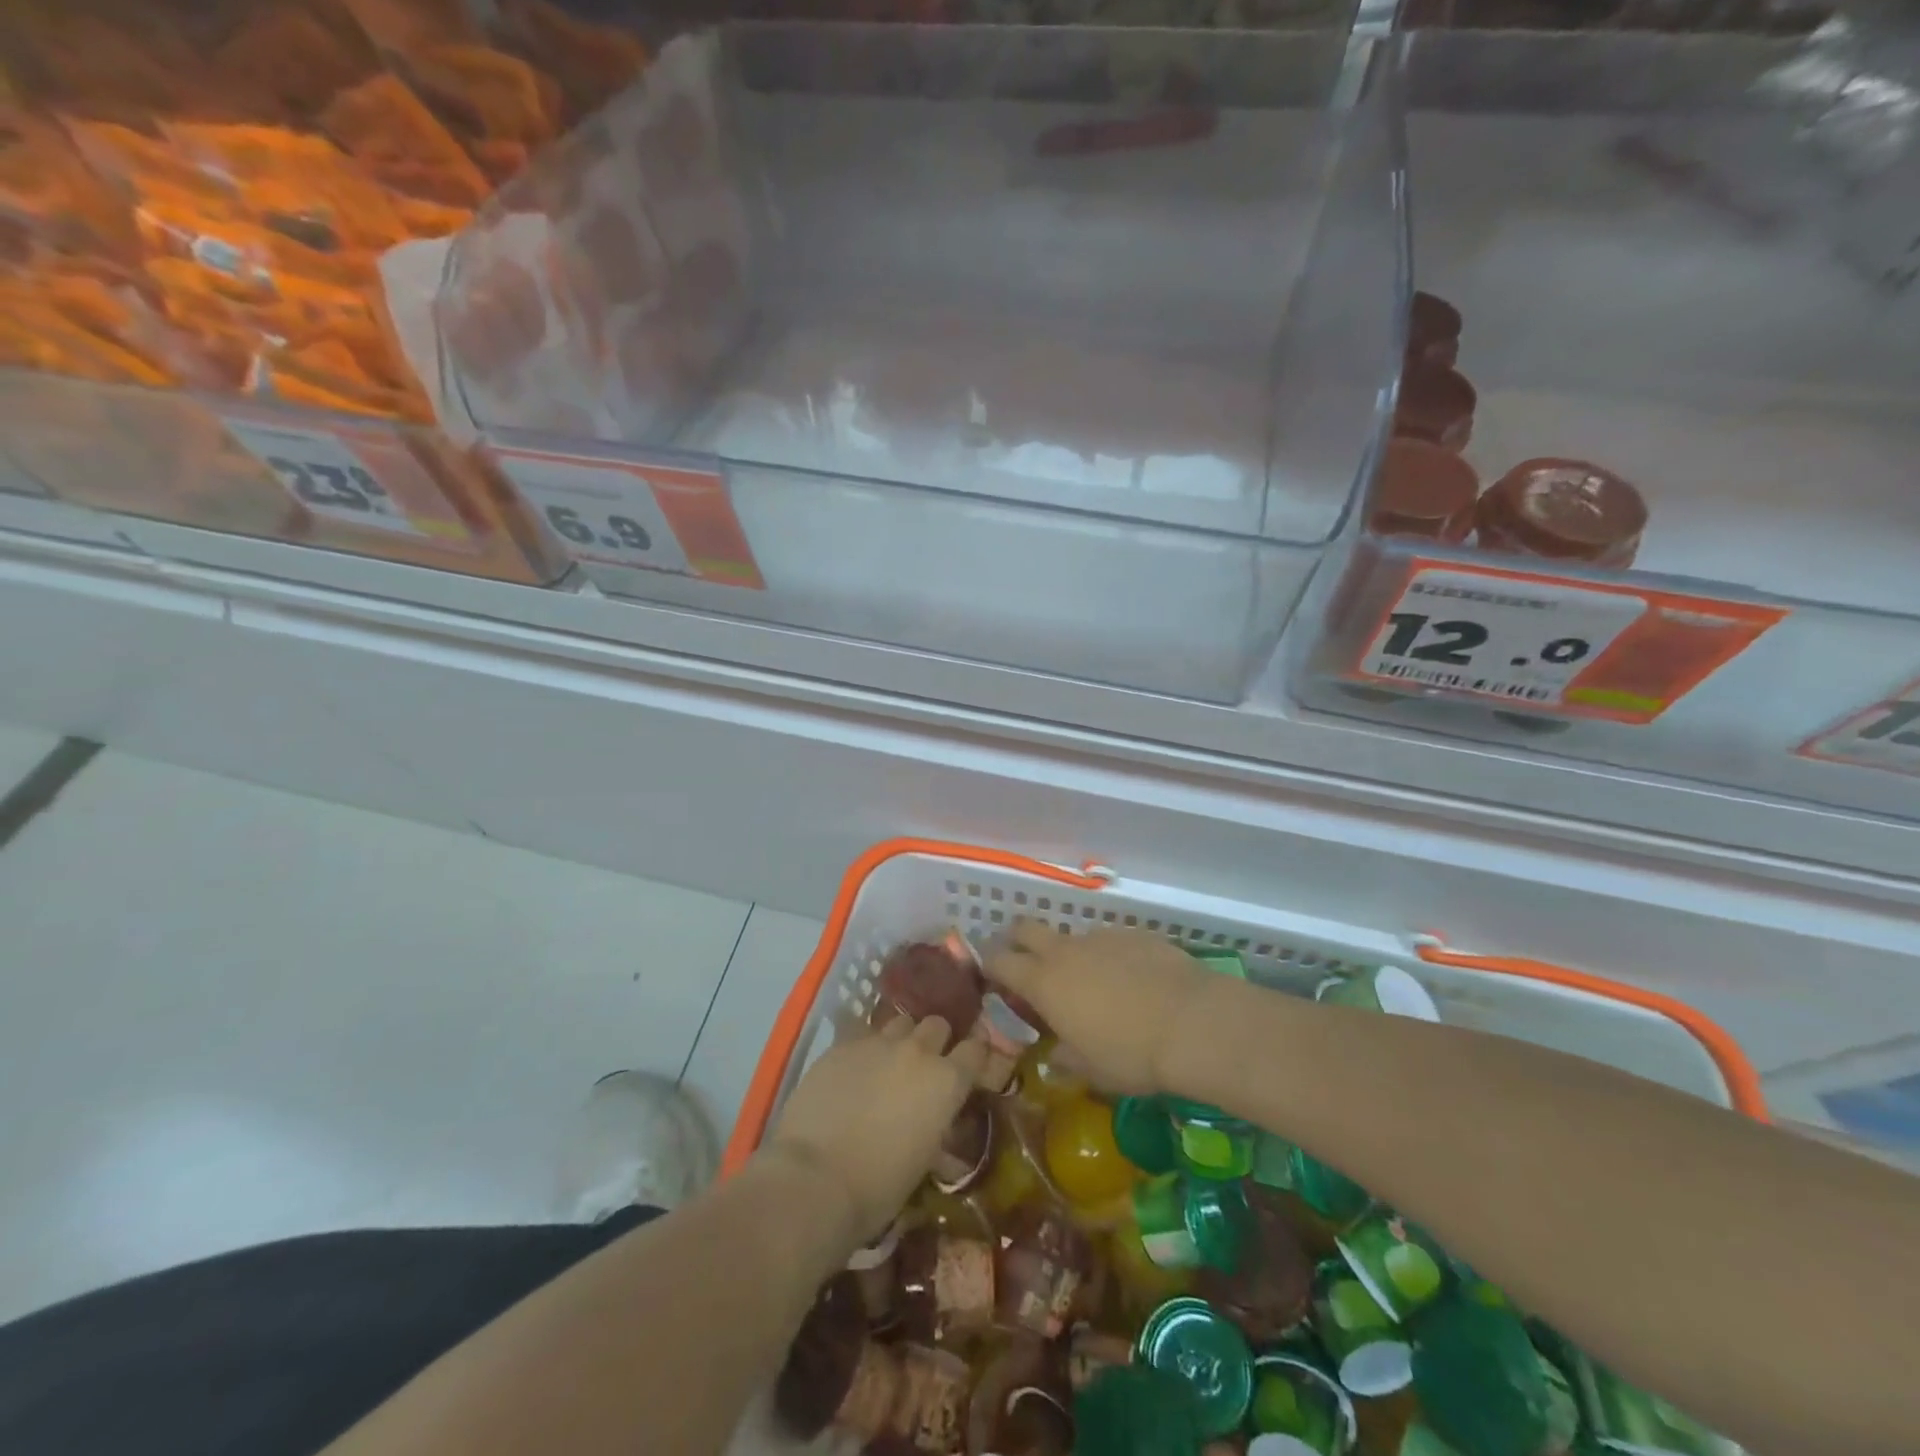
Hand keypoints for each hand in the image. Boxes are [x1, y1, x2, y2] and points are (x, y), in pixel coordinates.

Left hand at [765, 1016, 985, 1245]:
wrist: (814, 1179)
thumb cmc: (877, 1188)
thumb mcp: (923, 1161)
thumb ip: (936, 1127)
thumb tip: (937, 1123)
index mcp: (946, 1082)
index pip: (976, 1050)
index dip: (973, 1057)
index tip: (968, 1068)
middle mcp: (917, 1051)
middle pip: (937, 1025)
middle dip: (935, 1041)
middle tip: (924, 1066)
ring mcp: (877, 1043)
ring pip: (900, 1023)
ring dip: (901, 1039)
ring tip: (889, 1062)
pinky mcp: (841, 1044)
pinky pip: (863, 1035)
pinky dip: (865, 1049)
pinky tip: (854, 1071)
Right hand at [985, 924, 1222, 1095]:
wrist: (1193, 1022)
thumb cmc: (1131, 1054)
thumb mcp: (1091, 1070)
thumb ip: (1064, 1058)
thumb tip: (1054, 1054)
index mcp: (1043, 982)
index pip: (999, 961)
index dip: (991, 967)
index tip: (994, 980)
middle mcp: (1065, 951)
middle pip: (1025, 928)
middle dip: (1018, 941)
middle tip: (1028, 966)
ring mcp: (1100, 937)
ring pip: (1072, 937)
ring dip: (1071, 955)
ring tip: (1094, 986)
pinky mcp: (1134, 933)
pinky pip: (1110, 942)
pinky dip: (1110, 957)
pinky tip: (1133, 982)